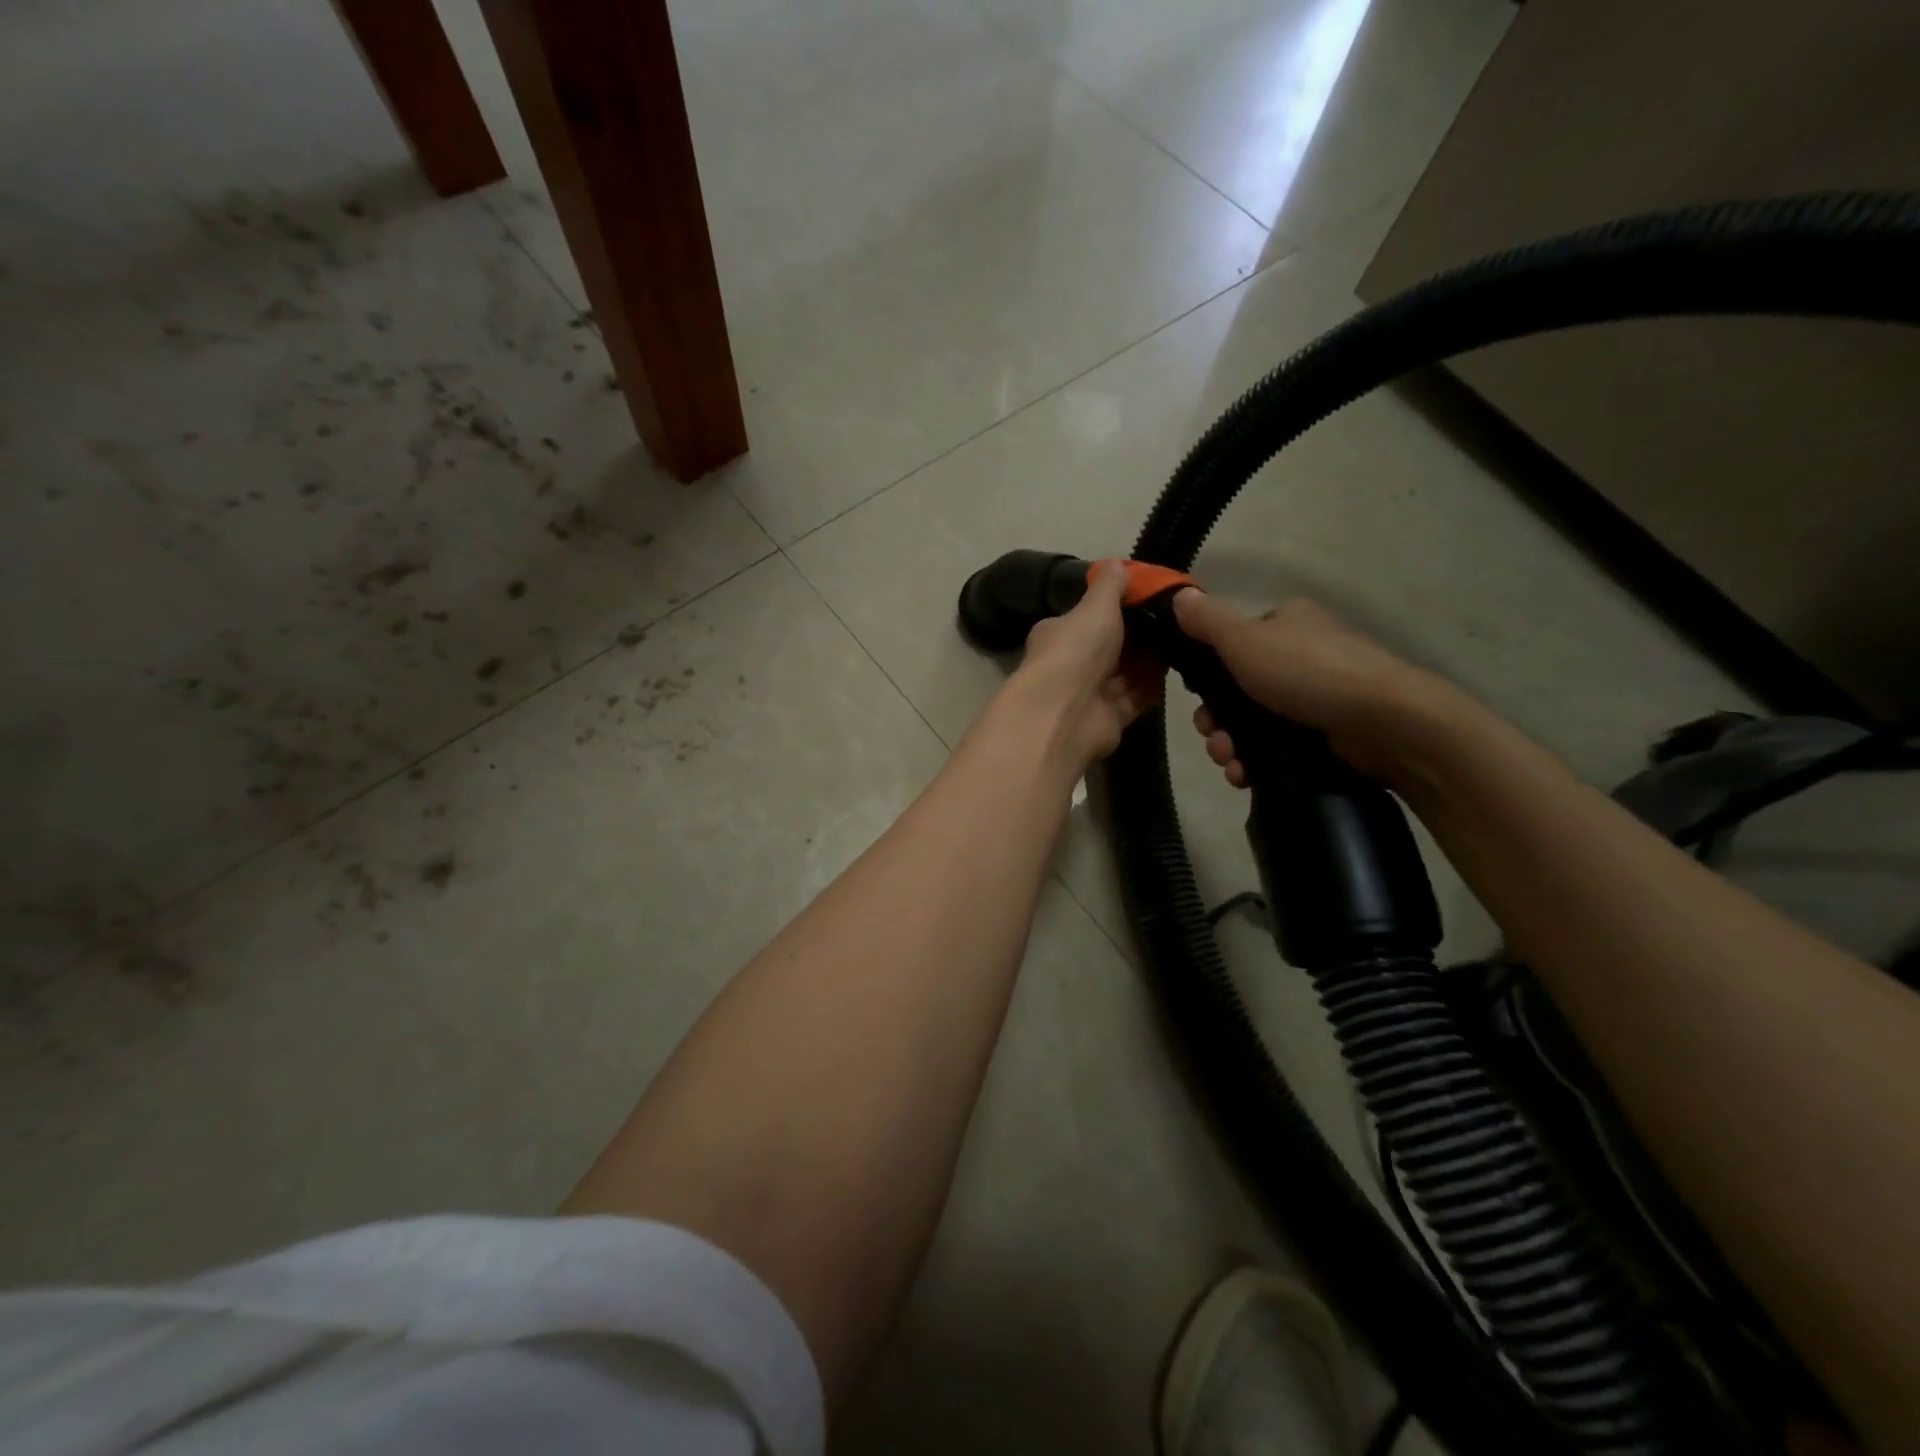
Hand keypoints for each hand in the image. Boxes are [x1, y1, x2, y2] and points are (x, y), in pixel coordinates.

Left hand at [1000, 561, 1162, 768]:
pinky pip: (1137, 697)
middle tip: (1178, 619)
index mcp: (1060, 633)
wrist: (1064, 715)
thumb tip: (1118, 564)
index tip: (1151, 597)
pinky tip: (1179, 671)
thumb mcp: (1095, 607)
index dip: (1118, 607)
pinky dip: (1153, 687)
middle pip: (1112, 646)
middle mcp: (1072, 663)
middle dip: (1141, 635)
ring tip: (1186, 641)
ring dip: (1151, 661)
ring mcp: (1090, 693)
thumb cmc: (1075, 652)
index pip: (1089, 616)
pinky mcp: (1110, 718)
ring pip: (1126, 673)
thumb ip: (1109, 586)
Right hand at [1171, 590, 1454, 785]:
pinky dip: (1255, 763)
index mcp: (1286, 624)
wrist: (1383, 723)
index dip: (1207, 675)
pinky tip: (1246, 775)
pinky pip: (1276, 748)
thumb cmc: (1307, 672)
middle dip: (1216, 720)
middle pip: (1237, 690)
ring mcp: (1316, 697)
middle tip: (1213, 738)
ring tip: (1230, 763)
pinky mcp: (1326, 734)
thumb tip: (1177, 595)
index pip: (1233, 644)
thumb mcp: (1244, 640)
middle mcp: (1302, 655)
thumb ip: (1207, 620)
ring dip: (1230, 745)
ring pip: (1253, 723)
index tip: (1195, 700)